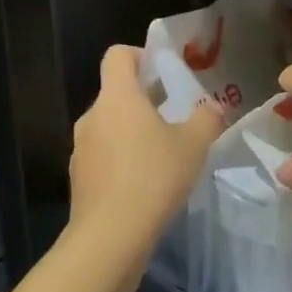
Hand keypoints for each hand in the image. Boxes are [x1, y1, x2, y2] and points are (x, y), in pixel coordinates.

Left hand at [70, 45, 223, 250]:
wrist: (111, 236)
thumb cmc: (154, 176)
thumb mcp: (194, 144)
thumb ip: (207, 119)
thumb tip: (213, 108)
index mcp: (118, 96)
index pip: (118, 55)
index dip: (139, 55)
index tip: (161, 72)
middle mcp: (93, 115)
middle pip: (115, 92)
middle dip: (142, 99)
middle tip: (172, 116)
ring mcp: (81, 147)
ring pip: (108, 125)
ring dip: (131, 131)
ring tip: (160, 153)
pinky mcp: (78, 177)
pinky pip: (102, 155)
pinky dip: (120, 159)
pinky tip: (143, 183)